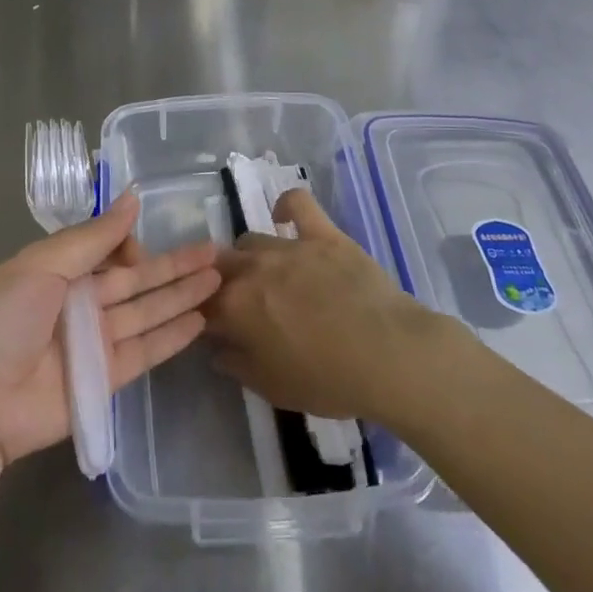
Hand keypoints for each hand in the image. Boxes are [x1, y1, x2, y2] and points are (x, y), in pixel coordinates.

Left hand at [0, 191, 219, 466]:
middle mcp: (76, 304)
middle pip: (134, 281)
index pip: (105, 250)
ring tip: (218, 279)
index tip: (151, 242)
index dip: (131, 244)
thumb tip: (132, 196)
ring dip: (180, 296)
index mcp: (54, 272)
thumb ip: (93, 237)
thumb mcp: (41, 265)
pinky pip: (143, 352)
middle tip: (215, 252)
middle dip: (172, 266)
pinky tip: (199, 320)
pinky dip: (170, 337)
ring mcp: (91, 344)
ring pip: (145, 313)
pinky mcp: (102, 383)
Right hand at [204, 188, 441, 420]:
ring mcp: (288, 245)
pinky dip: (286, 206)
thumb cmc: (328, 380)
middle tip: (241, 305)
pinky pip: (296, 203)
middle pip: (220, 266)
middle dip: (221, 283)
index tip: (216, 330)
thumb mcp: (272, 388)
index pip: (202, 304)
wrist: (389, 355)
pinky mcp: (322, 233)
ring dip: (249, 257)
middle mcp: (253, 268)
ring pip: (250, 240)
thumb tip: (216, 350)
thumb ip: (236, 365)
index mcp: (235, 307)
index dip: (205, 317)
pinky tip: (284, 218)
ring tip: (267, 275)